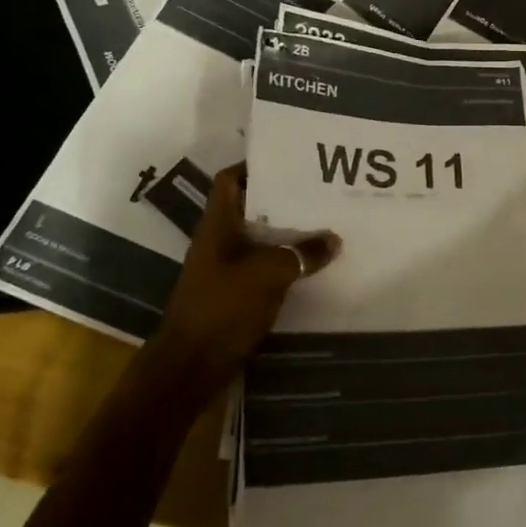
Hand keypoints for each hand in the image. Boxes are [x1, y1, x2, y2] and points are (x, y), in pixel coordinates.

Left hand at [156, 165, 339, 388]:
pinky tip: (313, 264)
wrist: (191, 366)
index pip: (230, 180)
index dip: (255, 165)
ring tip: (325, 224)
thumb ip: (301, 254)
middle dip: (283, 200)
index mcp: (217, 225)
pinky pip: (264, 267)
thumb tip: (333, 240)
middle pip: (252, 208)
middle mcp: (219, 241)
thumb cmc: (223, 307)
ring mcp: (225, 269)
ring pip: (261, 239)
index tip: (289, 160)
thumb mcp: (268, 274)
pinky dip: (286, 263)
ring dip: (288, 233)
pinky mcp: (235, 294)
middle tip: (320, 192)